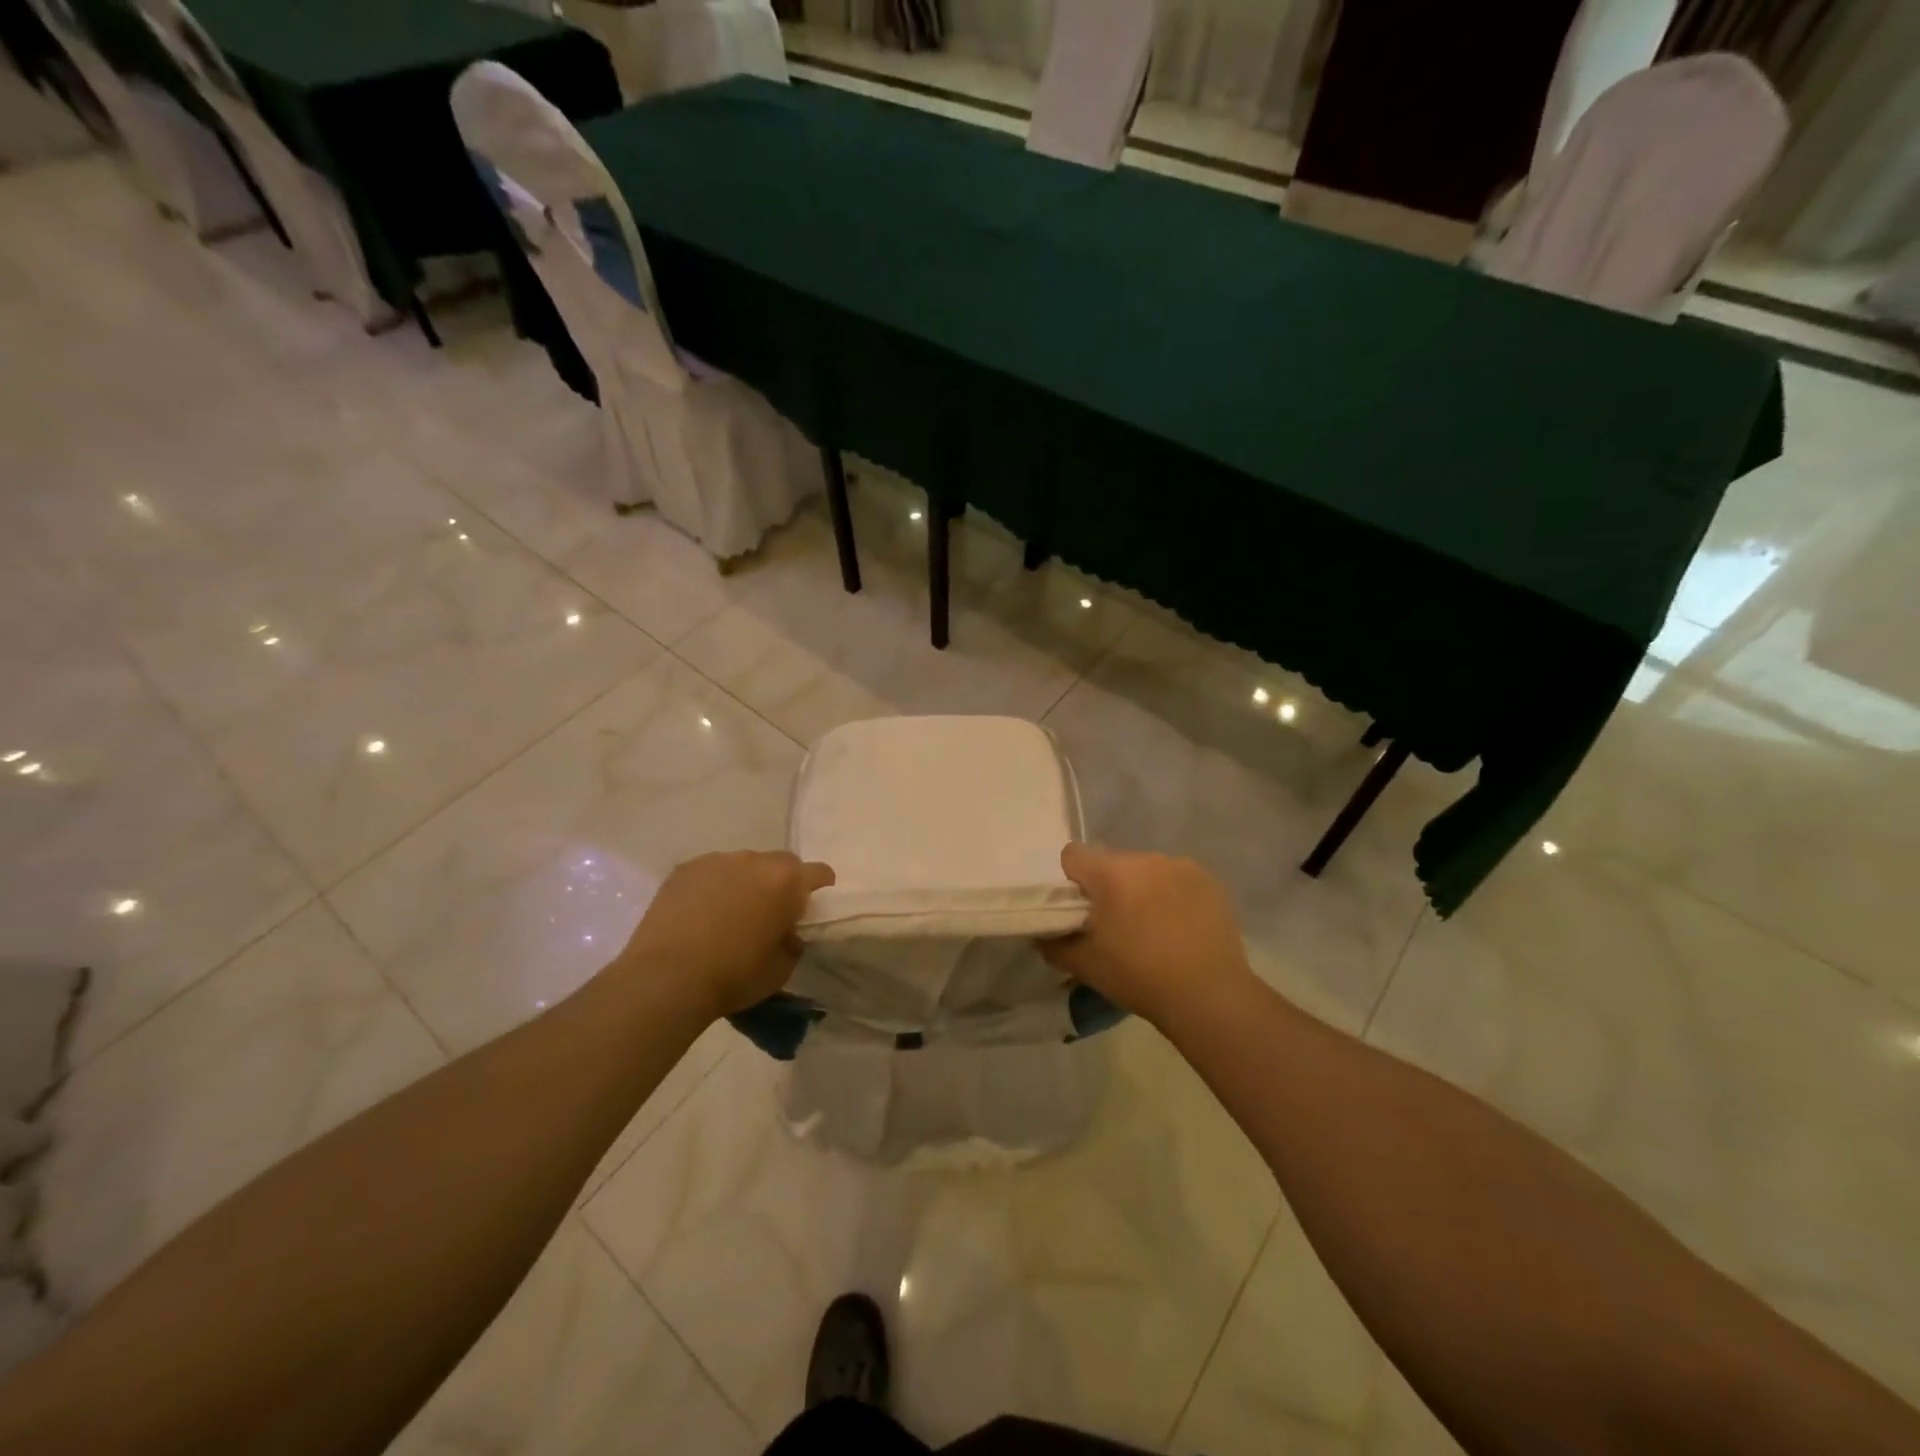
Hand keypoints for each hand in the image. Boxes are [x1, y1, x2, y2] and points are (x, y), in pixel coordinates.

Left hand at [617, 851, 834, 1018]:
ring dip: (745, 882)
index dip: (820, 886)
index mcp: (786, 882)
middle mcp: (755, 860)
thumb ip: (791, 942)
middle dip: (780, 882)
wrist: (666, 978)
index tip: (812, 905)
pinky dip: (712, 886)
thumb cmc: (733, 976)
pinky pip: (710, 872)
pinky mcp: (685, 869)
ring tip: (729, 912)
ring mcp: (717, 860)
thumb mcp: (781, 969)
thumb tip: (786, 932)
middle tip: (769, 911)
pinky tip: (700, 912)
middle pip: (780, 863)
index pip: (818, 872)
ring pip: (743, 865)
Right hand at [1041, 844, 1256, 1027]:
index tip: (1079, 910)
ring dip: (1141, 889)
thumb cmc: (1139, 976)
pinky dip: (1172, 896)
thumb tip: (1043, 934)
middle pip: (1112, 862)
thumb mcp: (1084, 965)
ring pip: (1146, 870)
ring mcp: (1182, 866)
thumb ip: (1053, 944)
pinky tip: (1180, 928)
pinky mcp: (1209, 881)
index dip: (1070, 880)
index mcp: (1111, 872)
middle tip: (1114, 925)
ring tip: (1152, 929)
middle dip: (1108, 886)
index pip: (1073, 855)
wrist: (1209, 996)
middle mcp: (1146, 858)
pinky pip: (1177, 879)